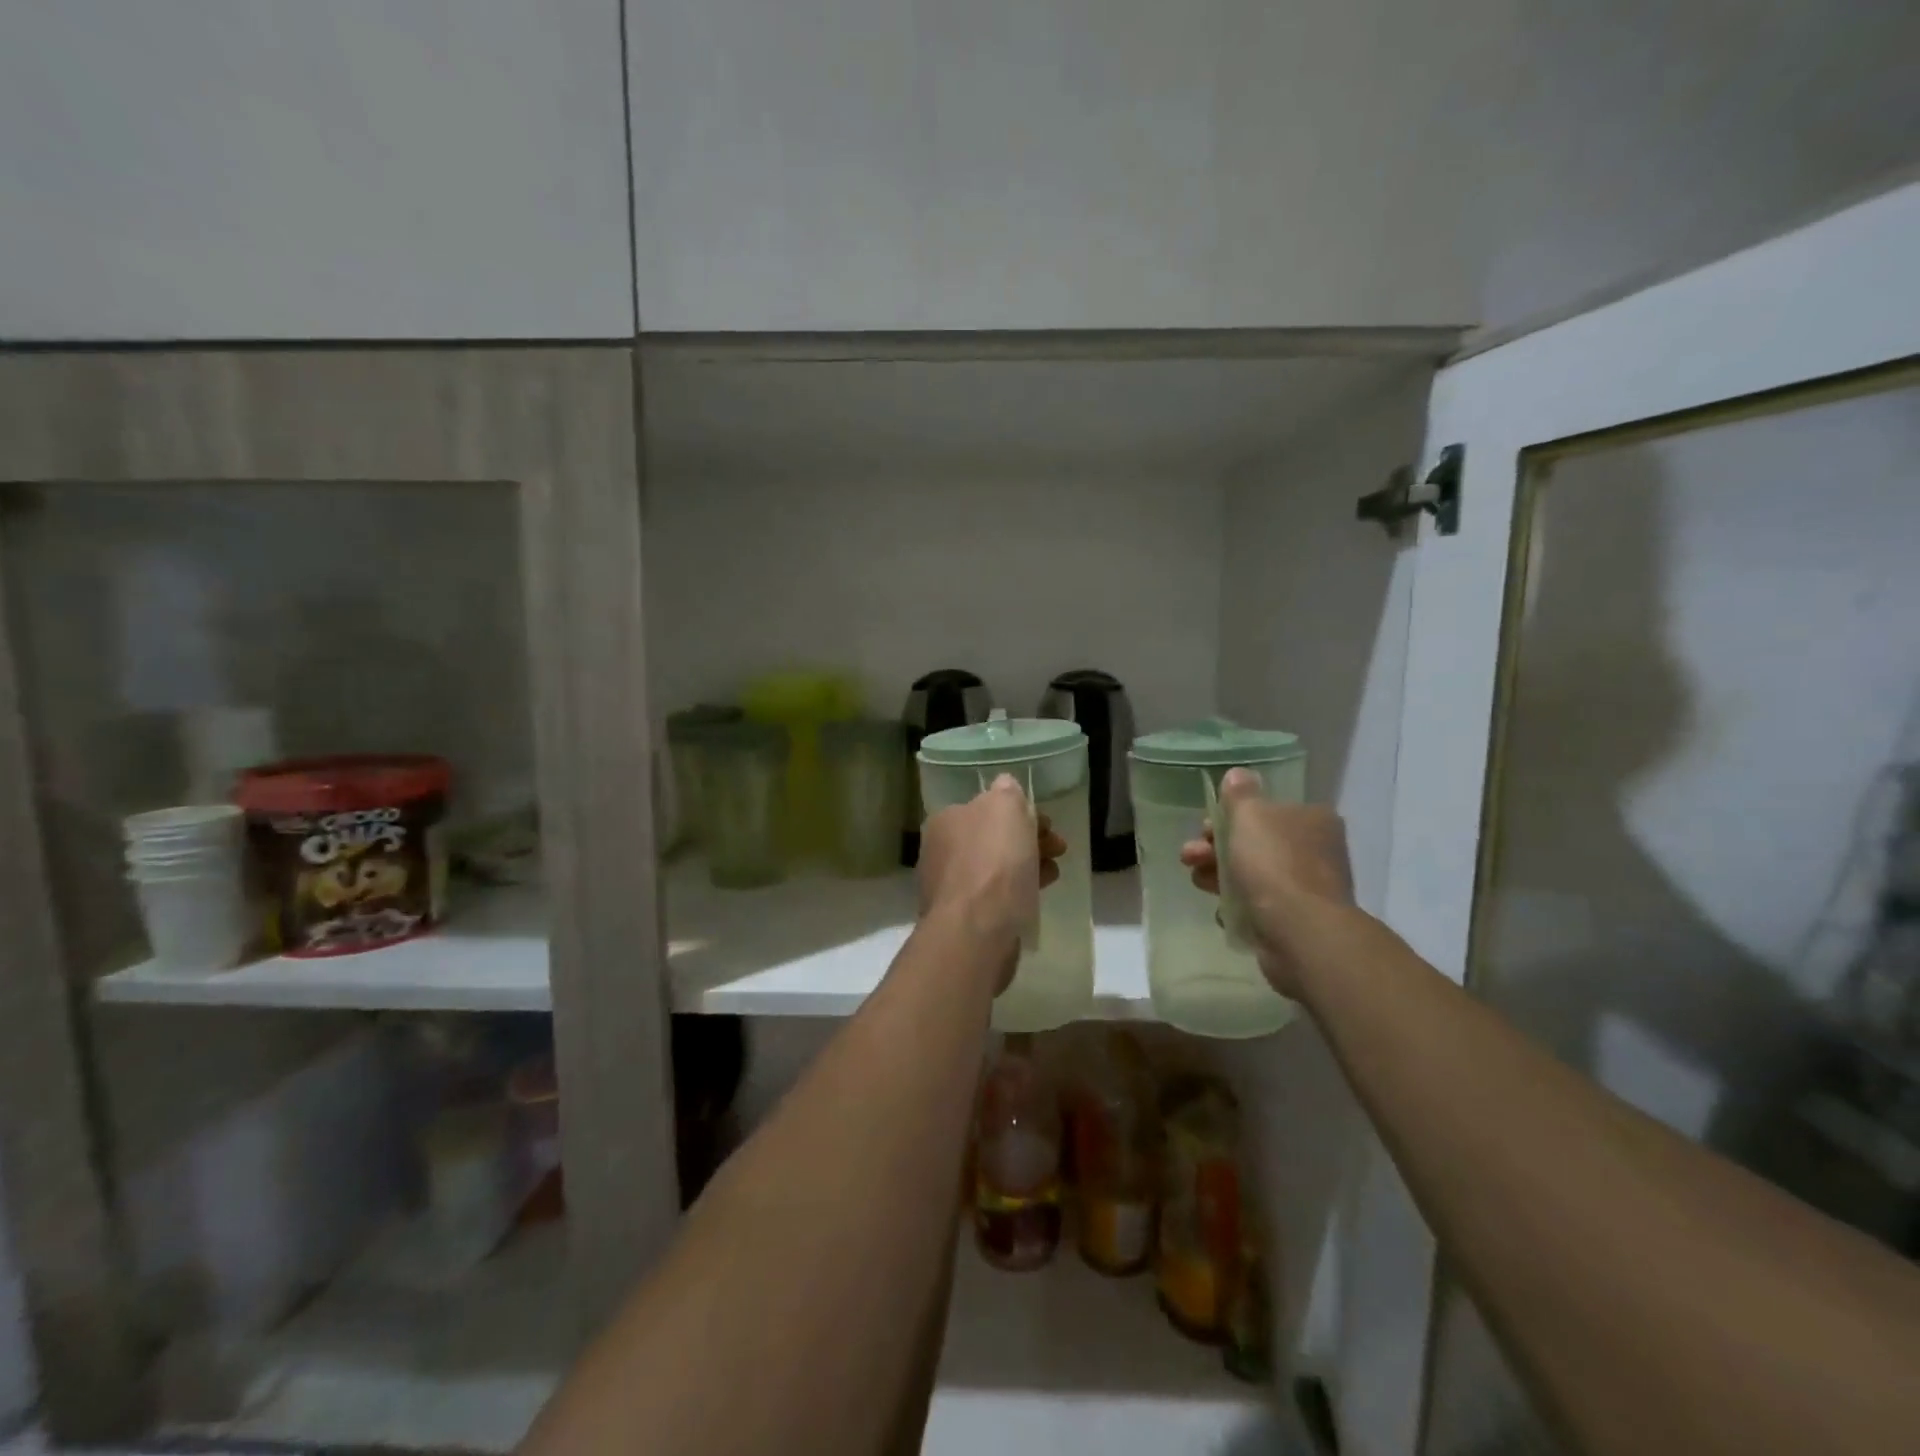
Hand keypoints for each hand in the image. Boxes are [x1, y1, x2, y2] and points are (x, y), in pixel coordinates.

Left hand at [918, 776, 1066, 970]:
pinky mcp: (962, 919)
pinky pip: (995, 897)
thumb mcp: (1006, 807)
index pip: (986, 807)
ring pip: (996, 868)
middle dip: (1028, 839)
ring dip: (1027, 865)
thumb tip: (1005, 787)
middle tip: (1058, 847)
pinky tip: (1037, 895)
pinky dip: (1018, 891)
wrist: (976, 930)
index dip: (1021, 812)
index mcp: (945, 820)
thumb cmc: (993, 862)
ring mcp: (949, 887)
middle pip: (992, 838)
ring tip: (1053, 872)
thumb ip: (1007, 792)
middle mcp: (941, 851)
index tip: (1047, 824)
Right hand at [1179, 767, 1353, 996]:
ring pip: (1253, 874)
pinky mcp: (1297, 920)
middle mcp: (1316, 850)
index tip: (1206, 827)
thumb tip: (1238, 775)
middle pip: (1255, 842)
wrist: (1300, 932)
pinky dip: (1239, 906)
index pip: (1266, 810)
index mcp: (1312, 819)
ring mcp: (1308, 888)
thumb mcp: (1250, 815)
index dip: (1230, 816)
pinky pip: (1259, 906)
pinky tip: (1225, 910)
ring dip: (1219, 875)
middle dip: (1215, 847)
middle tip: (1190, 855)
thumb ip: (1240, 794)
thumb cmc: (1274, 864)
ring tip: (1197, 882)